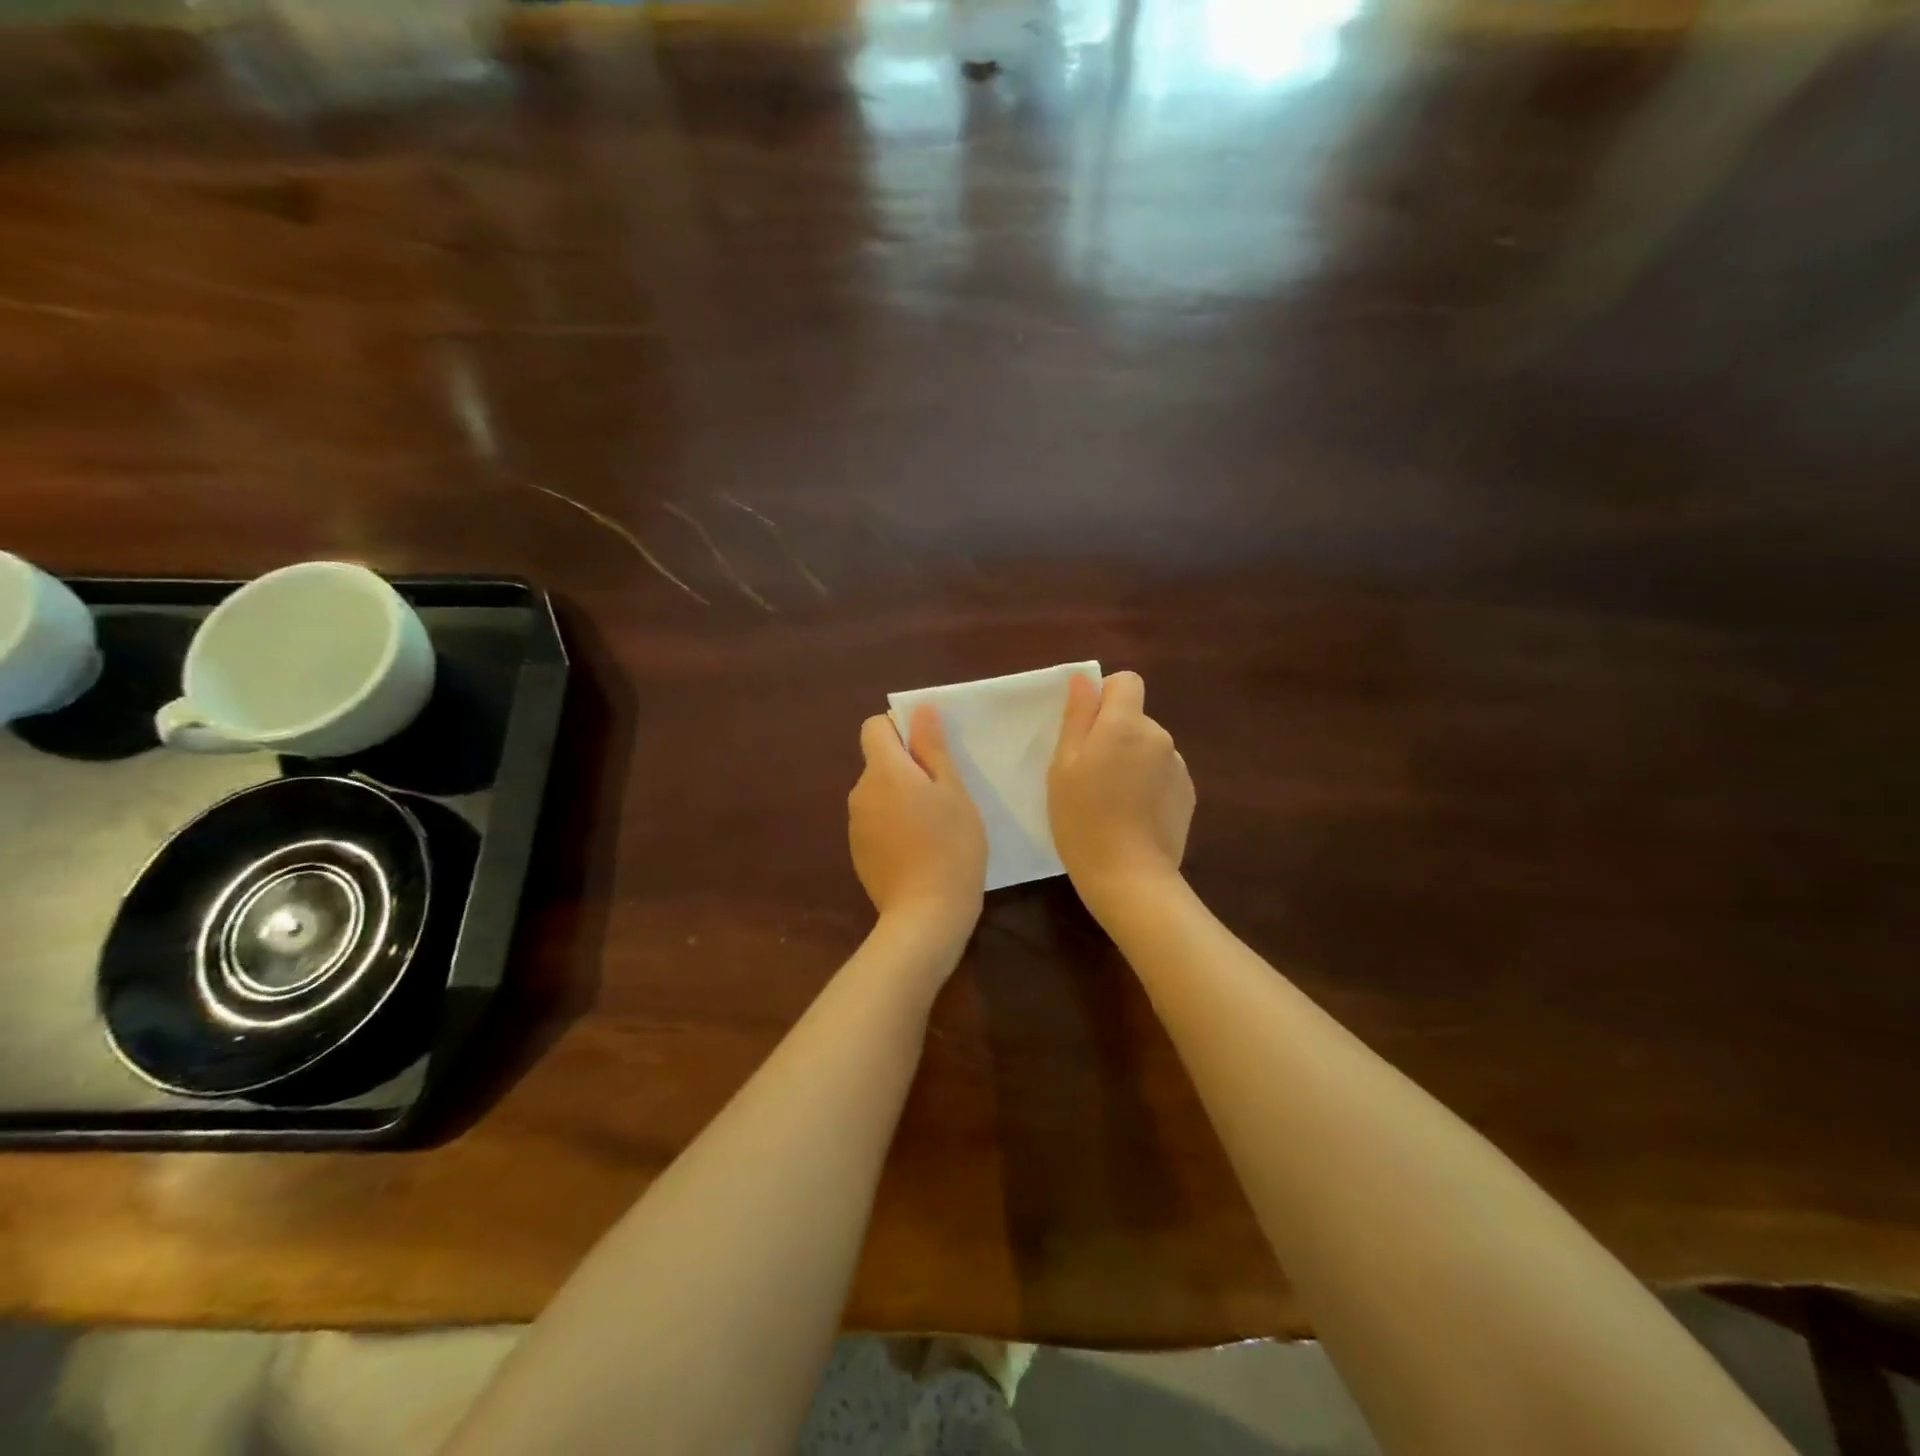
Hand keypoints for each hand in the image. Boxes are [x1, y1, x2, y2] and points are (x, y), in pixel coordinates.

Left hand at [849, 706, 987, 938]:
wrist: (925, 915)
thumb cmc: (950, 846)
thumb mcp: (953, 791)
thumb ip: (933, 748)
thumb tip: (920, 710)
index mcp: (882, 771)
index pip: (874, 727)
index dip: (900, 730)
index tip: (929, 752)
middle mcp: (860, 793)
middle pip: (878, 762)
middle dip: (907, 768)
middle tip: (944, 794)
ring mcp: (855, 826)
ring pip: (879, 794)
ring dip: (901, 798)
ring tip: (935, 826)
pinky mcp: (859, 853)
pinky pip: (876, 823)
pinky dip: (894, 826)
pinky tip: (919, 850)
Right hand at [1049, 671, 1194, 913]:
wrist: (1128, 876)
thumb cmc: (1082, 818)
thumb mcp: (1063, 766)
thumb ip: (1077, 718)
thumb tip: (1084, 680)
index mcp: (1125, 725)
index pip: (1127, 682)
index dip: (1105, 696)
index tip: (1086, 728)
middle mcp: (1159, 737)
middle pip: (1135, 718)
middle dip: (1114, 734)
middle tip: (1089, 775)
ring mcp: (1178, 767)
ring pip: (1148, 748)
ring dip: (1132, 761)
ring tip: (1112, 801)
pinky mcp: (1187, 795)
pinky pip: (1162, 774)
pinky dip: (1148, 785)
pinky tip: (1133, 816)